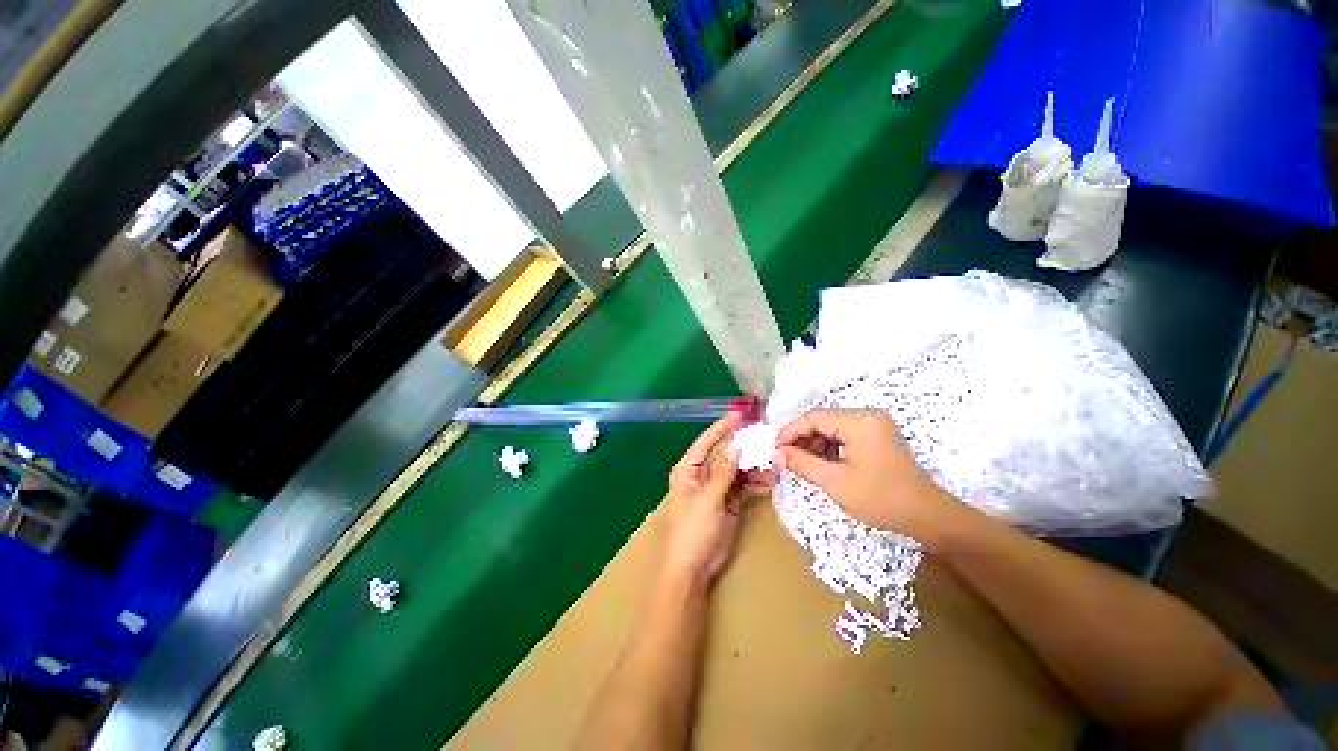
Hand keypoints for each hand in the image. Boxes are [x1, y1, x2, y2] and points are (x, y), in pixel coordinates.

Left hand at [661, 411, 773, 587]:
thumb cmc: (692, 530)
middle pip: (726, 454)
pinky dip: (757, 483)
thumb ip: (723, 472)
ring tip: (775, 460)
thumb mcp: (708, 498)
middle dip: (745, 447)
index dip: (722, 427)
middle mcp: (703, 474)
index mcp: (689, 469)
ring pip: (738, 470)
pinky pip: (745, 487)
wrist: (694, 568)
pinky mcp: (730, 502)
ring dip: (755, 466)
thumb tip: (736, 446)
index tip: (740, 414)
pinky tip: (772, 480)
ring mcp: (717, 488)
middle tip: (767, 437)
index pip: (706, 442)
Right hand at [773, 409, 966, 546]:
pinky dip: (829, 447)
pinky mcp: (877, 435)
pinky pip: (844, 434)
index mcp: (859, 421)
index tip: (774, 450)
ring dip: (814, 443)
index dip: (790, 432)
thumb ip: (802, 463)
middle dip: (801, 439)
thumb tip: (775, 453)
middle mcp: (867, 415)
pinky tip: (821, 463)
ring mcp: (874, 424)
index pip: (813, 417)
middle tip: (785, 458)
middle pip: (822, 420)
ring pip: (832, 427)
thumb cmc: (881, 499)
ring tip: (801, 463)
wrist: (929, 518)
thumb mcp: (835, 482)